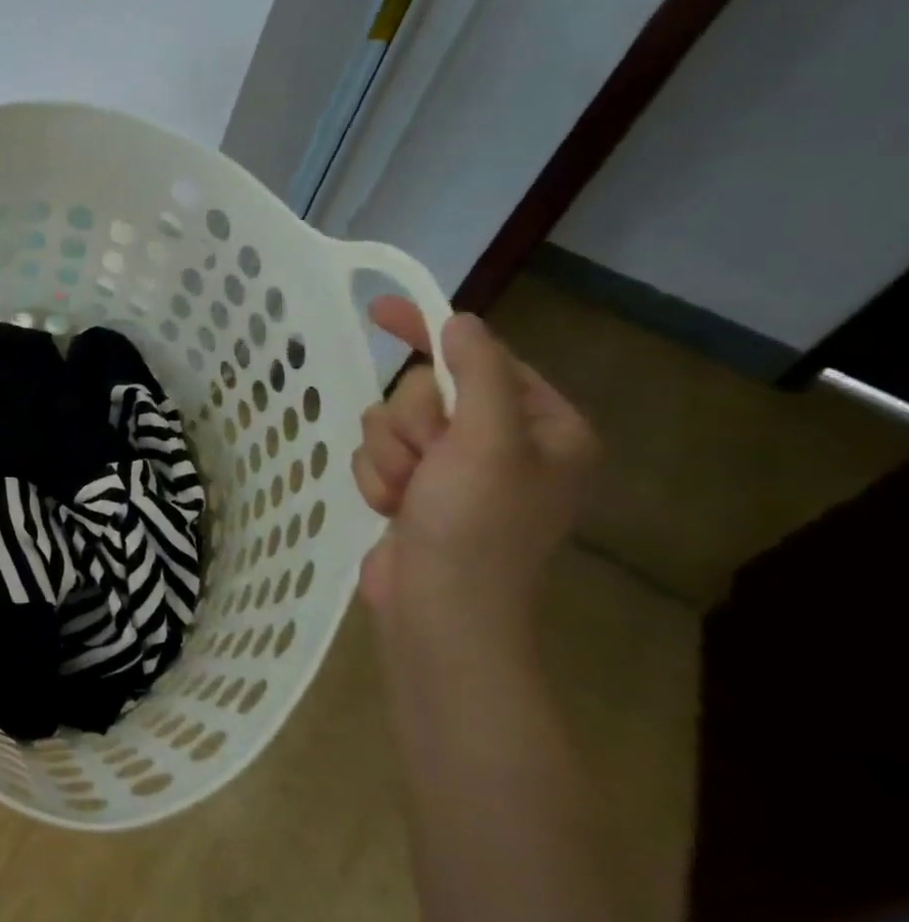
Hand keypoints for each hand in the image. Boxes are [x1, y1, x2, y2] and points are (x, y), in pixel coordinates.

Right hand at [353, 298, 595, 640]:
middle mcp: (501, 443)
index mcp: (543, 426)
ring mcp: (454, 470)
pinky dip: (378, 480)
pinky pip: (378, 456)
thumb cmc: (475, 526)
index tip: (380, 310)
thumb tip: (461, 322)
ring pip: (391, 423)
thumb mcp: (487, 441)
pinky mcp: (416, 491)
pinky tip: (393, 510)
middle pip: (424, 391)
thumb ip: (476, 373)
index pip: (481, 358)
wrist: (439, 611)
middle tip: (426, 461)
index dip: (431, 334)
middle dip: (410, 424)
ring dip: (389, 456)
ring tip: (407, 495)